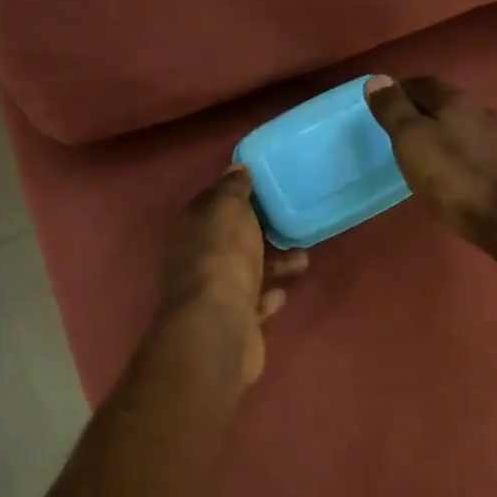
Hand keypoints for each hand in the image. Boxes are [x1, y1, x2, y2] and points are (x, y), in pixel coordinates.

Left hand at [159, 166, 307, 384]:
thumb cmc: (224, 259)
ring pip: (246, 271)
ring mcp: (213, 294)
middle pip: (231, 240)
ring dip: (273, 264)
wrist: (219, 328)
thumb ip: (233, 189)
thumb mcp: (229, 211)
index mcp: (192, 230)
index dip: (235, 195)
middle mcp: (196, 260)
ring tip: (303, 260)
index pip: (211, 204)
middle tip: (291, 225)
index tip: (264, 189)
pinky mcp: (232, 322)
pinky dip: (267, 295)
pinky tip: (283, 292)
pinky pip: (252, 303)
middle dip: (260, 233)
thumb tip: (236, 169)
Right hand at [365, 75, 496, 247]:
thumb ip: (394, 111)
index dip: (401, 90)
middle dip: (424, 112)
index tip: (384, 104)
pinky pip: (481, 151)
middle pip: (447, 104)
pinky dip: (464, 155)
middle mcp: (482, 112)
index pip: (423, 84)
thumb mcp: (412, 142)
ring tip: (427, 155)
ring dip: (446, 134)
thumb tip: (378, 78)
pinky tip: (457, 174)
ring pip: (467, 128)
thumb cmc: (456, 179)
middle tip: (401, 131)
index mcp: (456, 102)